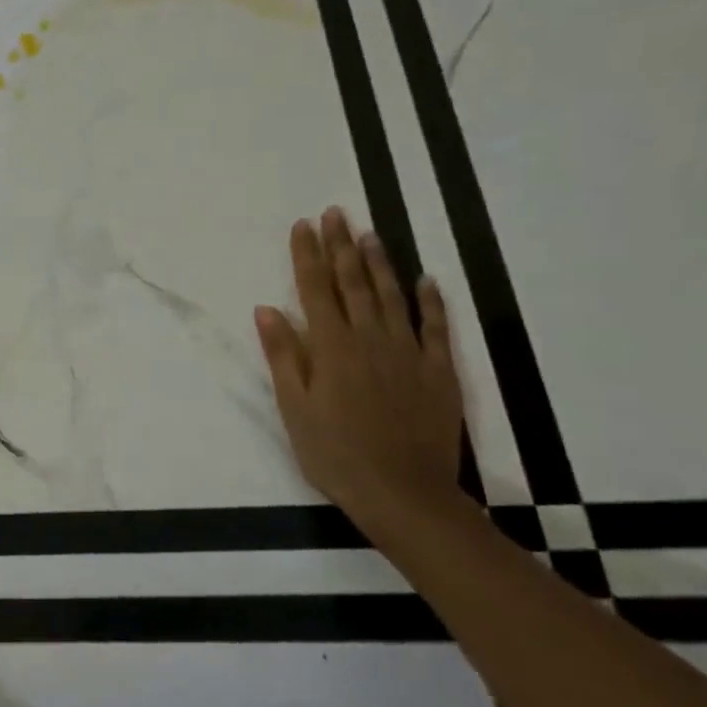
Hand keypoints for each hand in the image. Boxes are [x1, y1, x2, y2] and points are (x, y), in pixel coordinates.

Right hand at [254, 207, 462, 515]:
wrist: (403, 493)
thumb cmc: (335, 454)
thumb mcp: (294, 409)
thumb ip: (283, 356)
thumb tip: (267, 309)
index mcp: (331, 347)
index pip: (314, 289)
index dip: (307, 255)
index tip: (303, 225)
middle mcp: (370, 339)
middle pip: (354, 283)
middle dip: (342, 245)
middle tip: (336, 214)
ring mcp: (408, 352)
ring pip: (393, 296)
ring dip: (381, 262)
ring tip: (370, 233)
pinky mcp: (439, 371)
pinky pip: (435, 327)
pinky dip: (431, 301)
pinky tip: (426, 280)